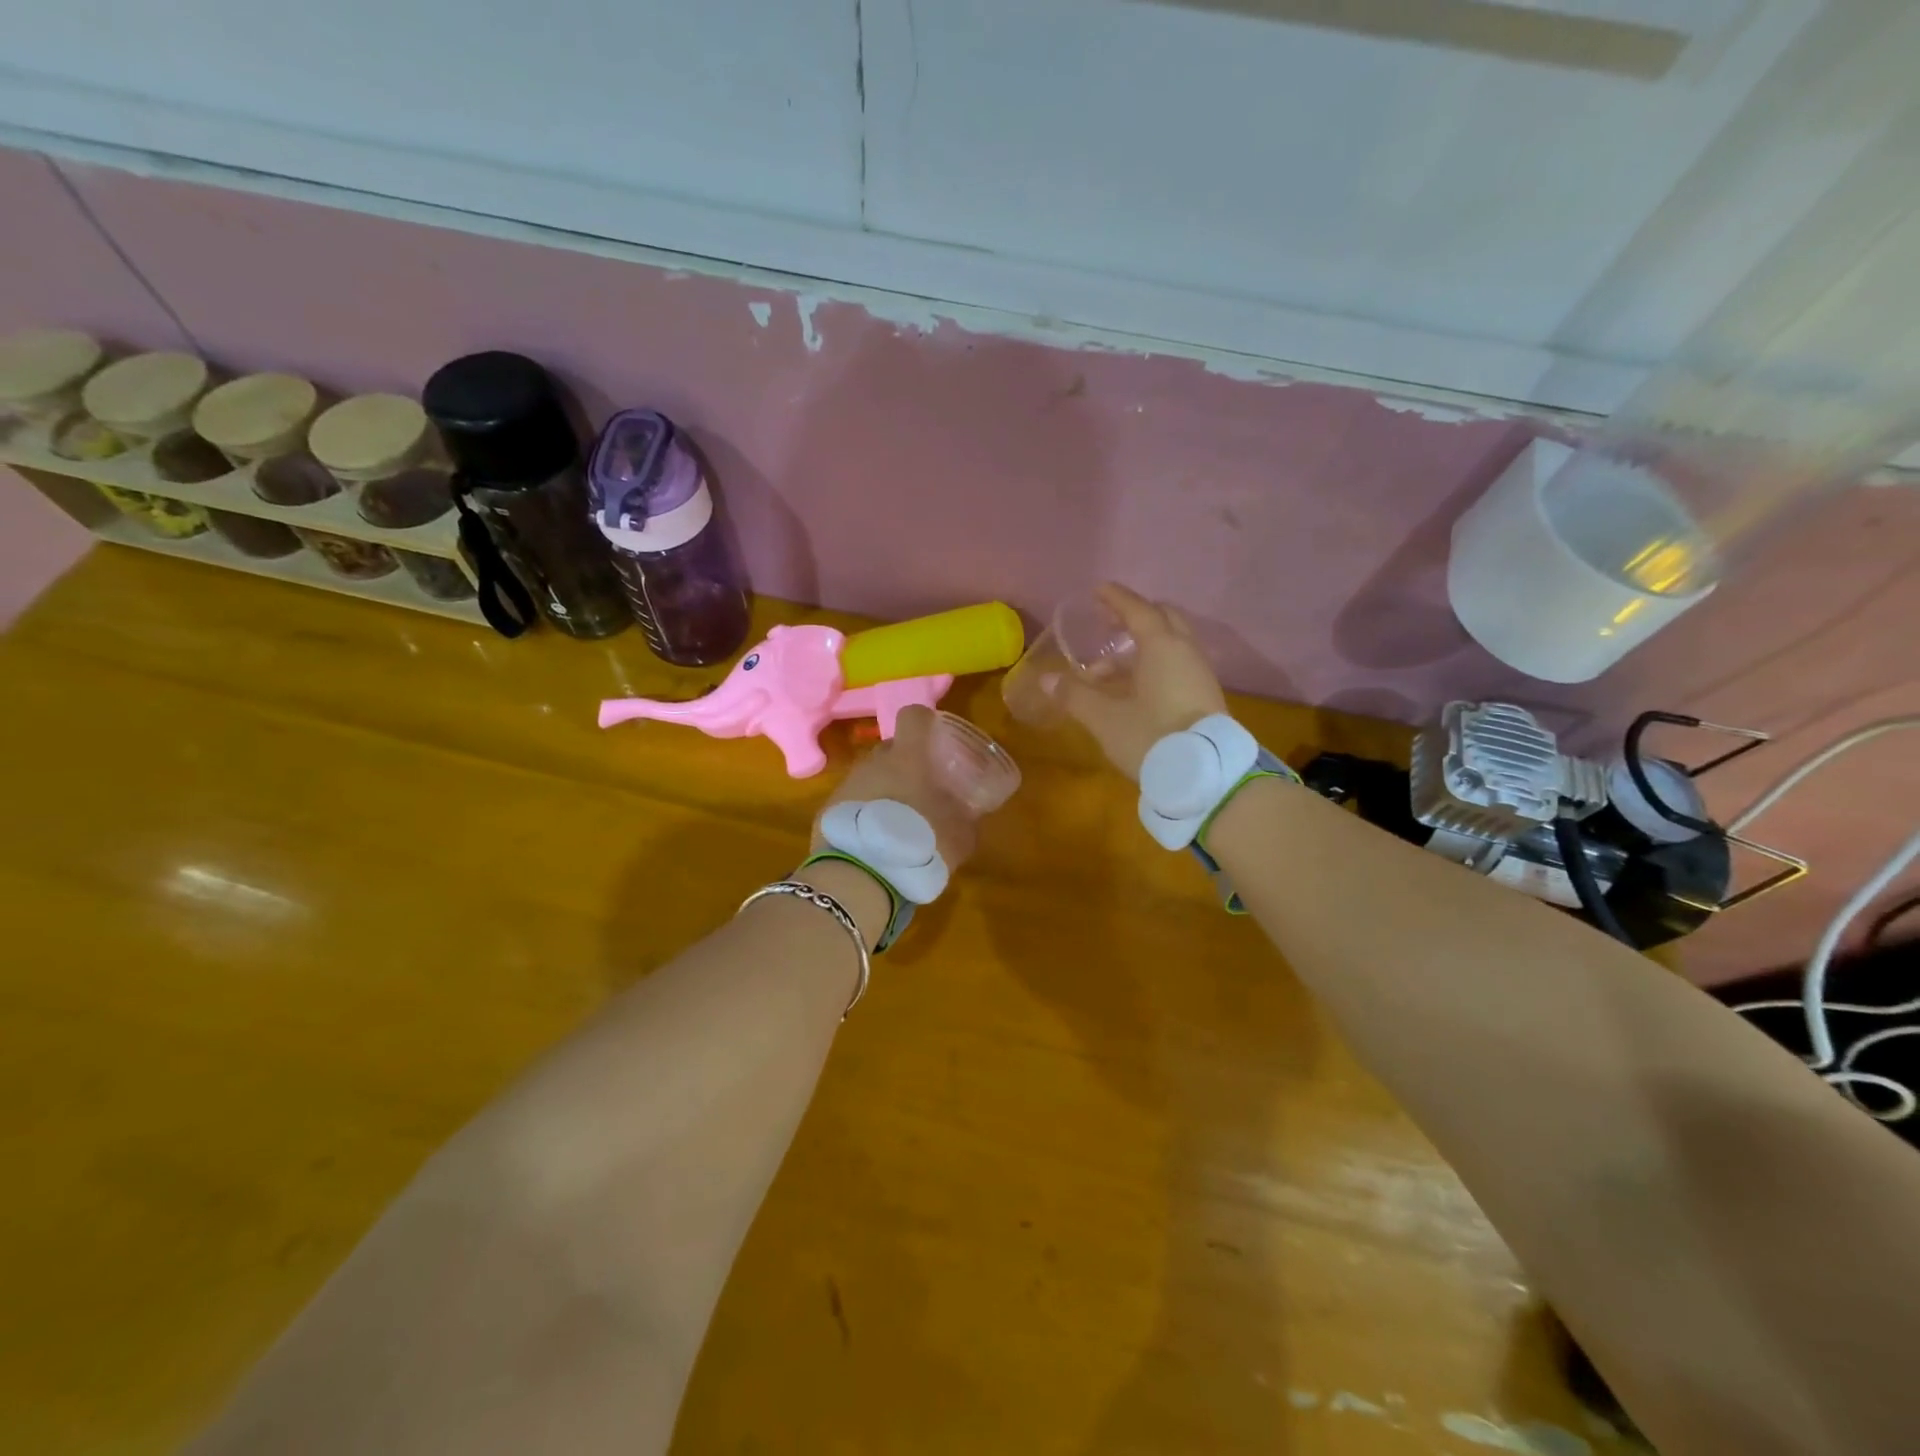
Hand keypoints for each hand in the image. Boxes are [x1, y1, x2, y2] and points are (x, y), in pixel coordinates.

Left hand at [811, 705, 979, 871]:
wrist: (860, 877)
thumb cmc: (919, 844)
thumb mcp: (960, 836)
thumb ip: (967, 819)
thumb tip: (970, 814)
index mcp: (909, 757)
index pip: (914, 716)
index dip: (925, 722)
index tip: (935, 738)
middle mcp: (874, 762)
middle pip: (891, 749)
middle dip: (905, 764)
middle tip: (921, 791)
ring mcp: (847, 784)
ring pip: (870, 777)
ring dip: (884, 792)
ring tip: (897, 823)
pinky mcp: (828, 809)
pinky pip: (853, 803)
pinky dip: (864, 814)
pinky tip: (874, 841)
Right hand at [1063, 584, 1227, 781]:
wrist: (1206, 776)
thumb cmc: (1151, 736)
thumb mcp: (1105, 718)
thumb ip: (1075, 695)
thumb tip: (1048, 680)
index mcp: (1162, 646)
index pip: (1138, 610)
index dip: (1116, 599)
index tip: (1099, 591)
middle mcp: (1185, 651)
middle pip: (1162, 620)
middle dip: (1134, 617)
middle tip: (1108, 624)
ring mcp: (1199, 674)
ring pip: (1170, 645)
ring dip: (1140, 648)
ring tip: (1107, 669)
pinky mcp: (1205, 696)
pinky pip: (1176, 665)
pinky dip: (1153, 665)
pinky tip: (1133, 689)